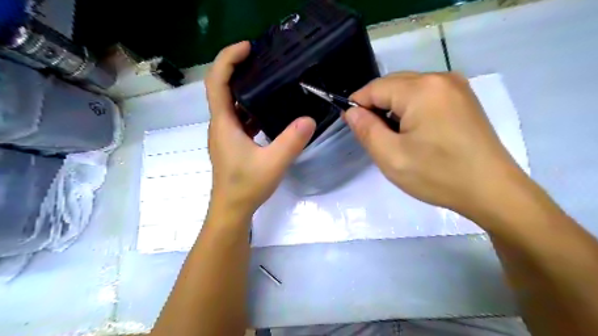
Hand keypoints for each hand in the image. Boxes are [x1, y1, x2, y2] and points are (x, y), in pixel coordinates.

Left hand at [206, 41, 317, 217]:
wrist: (232, 209)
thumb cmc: (246, 187)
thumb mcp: (273, 163)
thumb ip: (292, 141)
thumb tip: (310, 119)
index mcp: (224, 123)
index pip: (217, 81)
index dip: (228, 59)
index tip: (248, 47)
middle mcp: (221, 124)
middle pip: (222, 87)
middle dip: (238, 68)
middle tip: (263, 59)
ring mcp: (226, 134)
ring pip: (232, 103)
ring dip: (246, 88)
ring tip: (269, 79)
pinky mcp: (233, 142)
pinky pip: (239, 117)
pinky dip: (251, 108)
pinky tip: (269, 110)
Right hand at [344, 71, 524, 217]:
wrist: (492, 191)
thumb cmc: (438, 175)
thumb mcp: (391, 156)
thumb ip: (366, 129)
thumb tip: (352, 111)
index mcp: (421, 89)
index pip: (375, 88)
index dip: (357, 105)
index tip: (352, 126)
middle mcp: (440, 78)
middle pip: (392, 85)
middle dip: (376, 108)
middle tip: (374, 137)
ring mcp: (455, 87)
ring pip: (408, 90)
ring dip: (394, 110)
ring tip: (395, 138)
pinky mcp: (463, 99)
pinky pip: (425, 96)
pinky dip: (411, 111)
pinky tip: (415, 133)